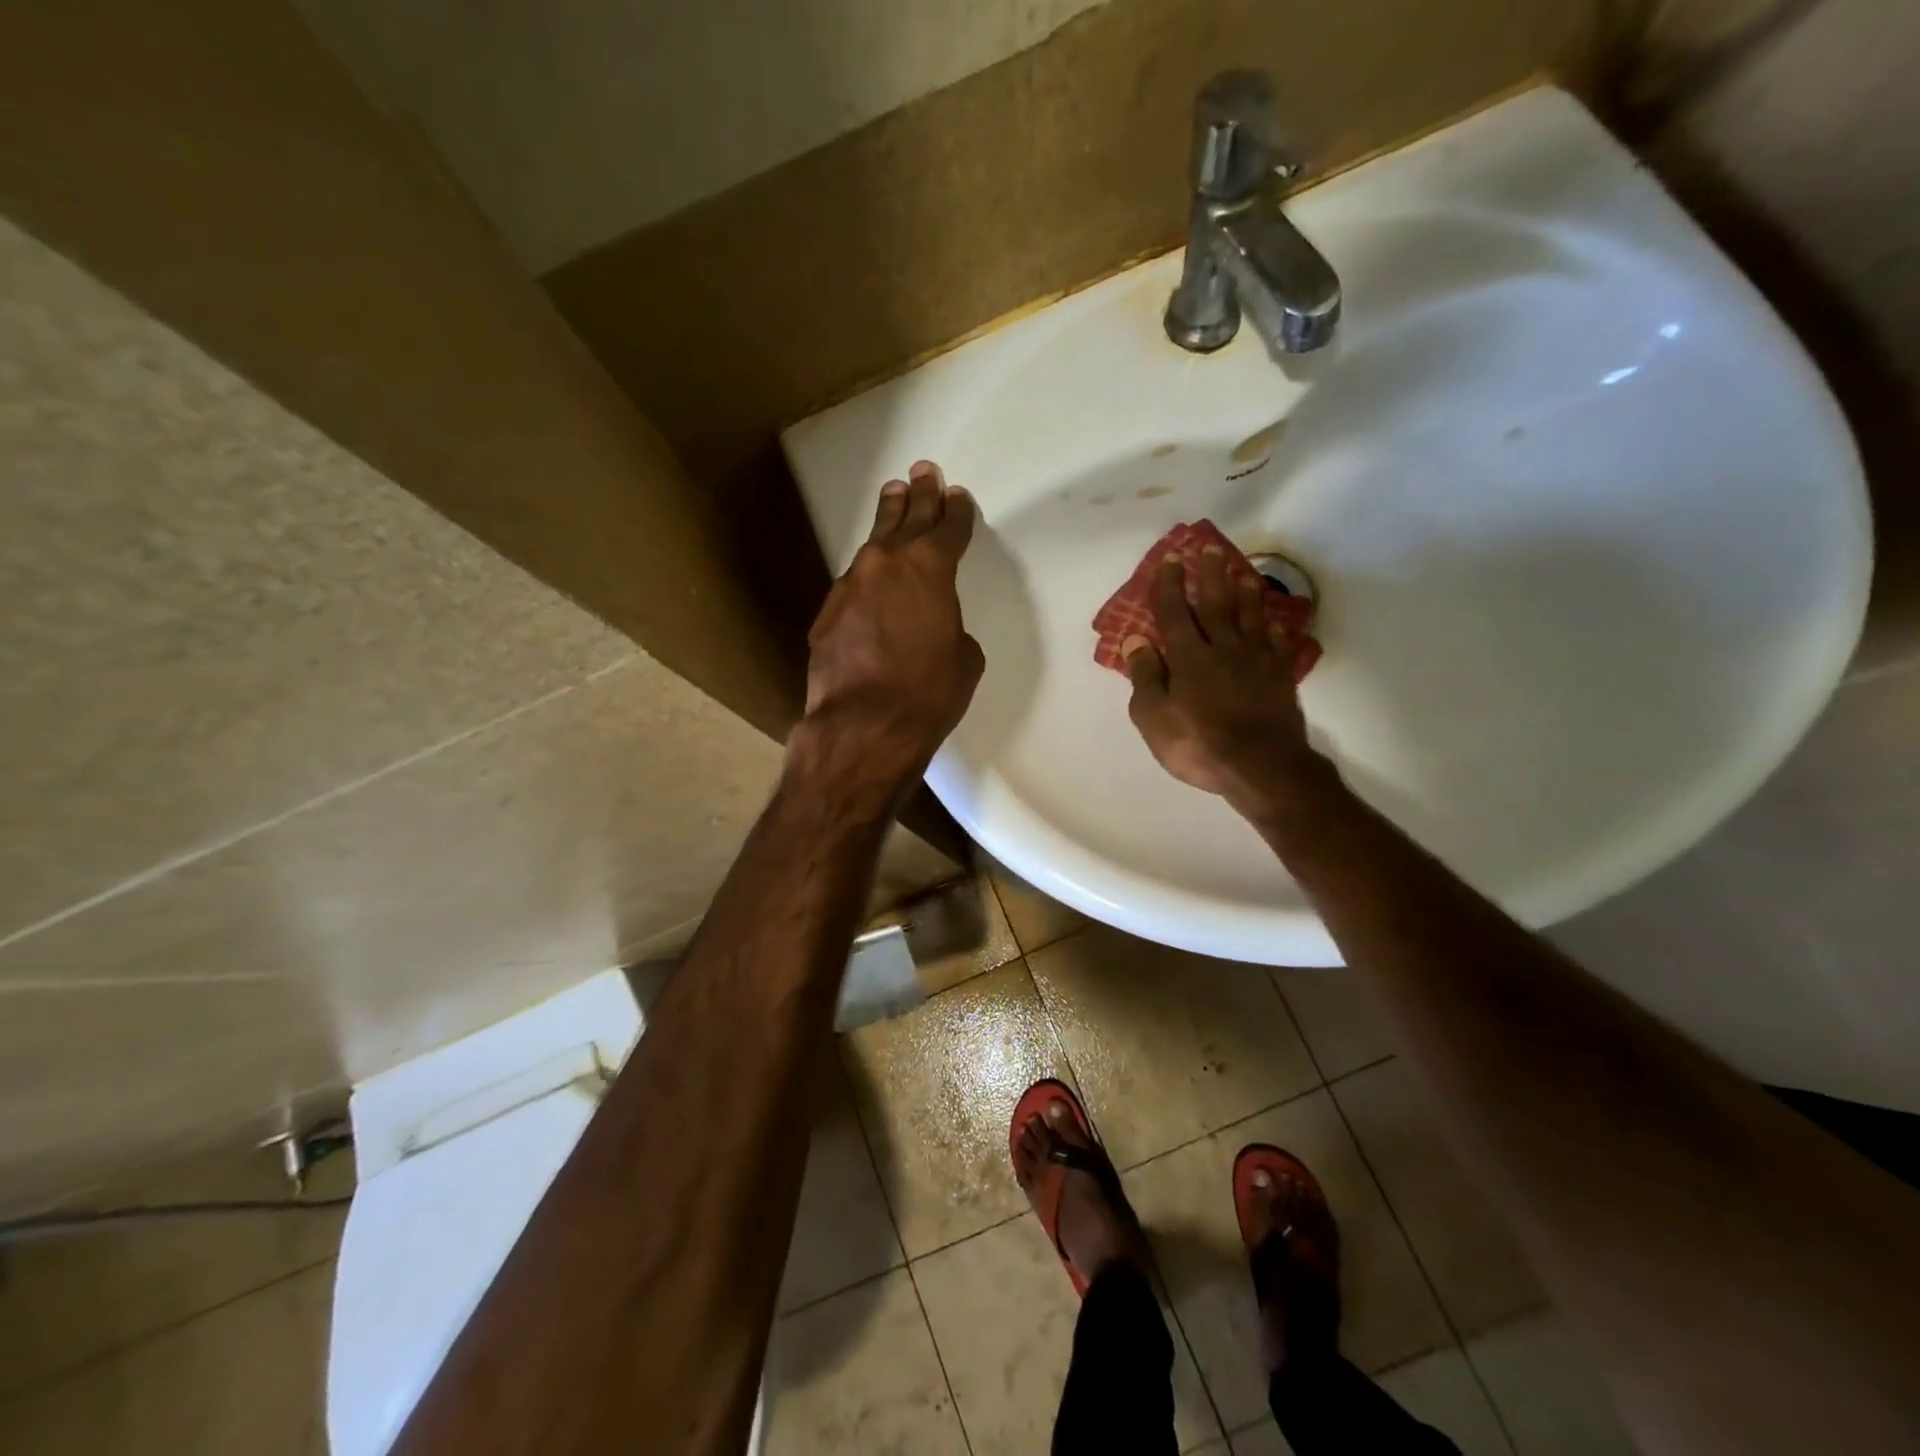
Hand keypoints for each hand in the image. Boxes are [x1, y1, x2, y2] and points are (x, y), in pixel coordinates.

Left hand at [790, 461, 984, 806]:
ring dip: (887, 523)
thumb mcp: (964, 660)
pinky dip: (867, 576)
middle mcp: (887, 564)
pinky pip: (854, 583)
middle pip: (906, 518)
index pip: (948, 528)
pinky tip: (871, 578)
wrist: (864, 725)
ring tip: (893, 499)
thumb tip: (935, 627)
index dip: (956, 511)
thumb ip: (951, 627)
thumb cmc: (928, 693)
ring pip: (874, 545)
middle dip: (919, 495)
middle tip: (922, 471)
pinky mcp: (827, 612)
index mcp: (930, 569)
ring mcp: (851, 585)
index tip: (957, 496)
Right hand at [1124, 548, 1323, 812]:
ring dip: (1246, 592)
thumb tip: (1135, 640)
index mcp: (1189, 658)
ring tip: (1243, 572)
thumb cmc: (1198, 745)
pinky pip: (1279, 644)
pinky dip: (1277, 629)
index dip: (1170, 586)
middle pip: (1216, 605)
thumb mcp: (1154, 718)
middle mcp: (1224, 649)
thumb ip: (1145, 677)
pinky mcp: (1281, 677)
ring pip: (1250, 617)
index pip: (1175, 613)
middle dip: (1211, 575)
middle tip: (1210, 548)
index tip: (1171, 559)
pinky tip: (1277, 622)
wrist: (1262, 767)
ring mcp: (1257, 661)